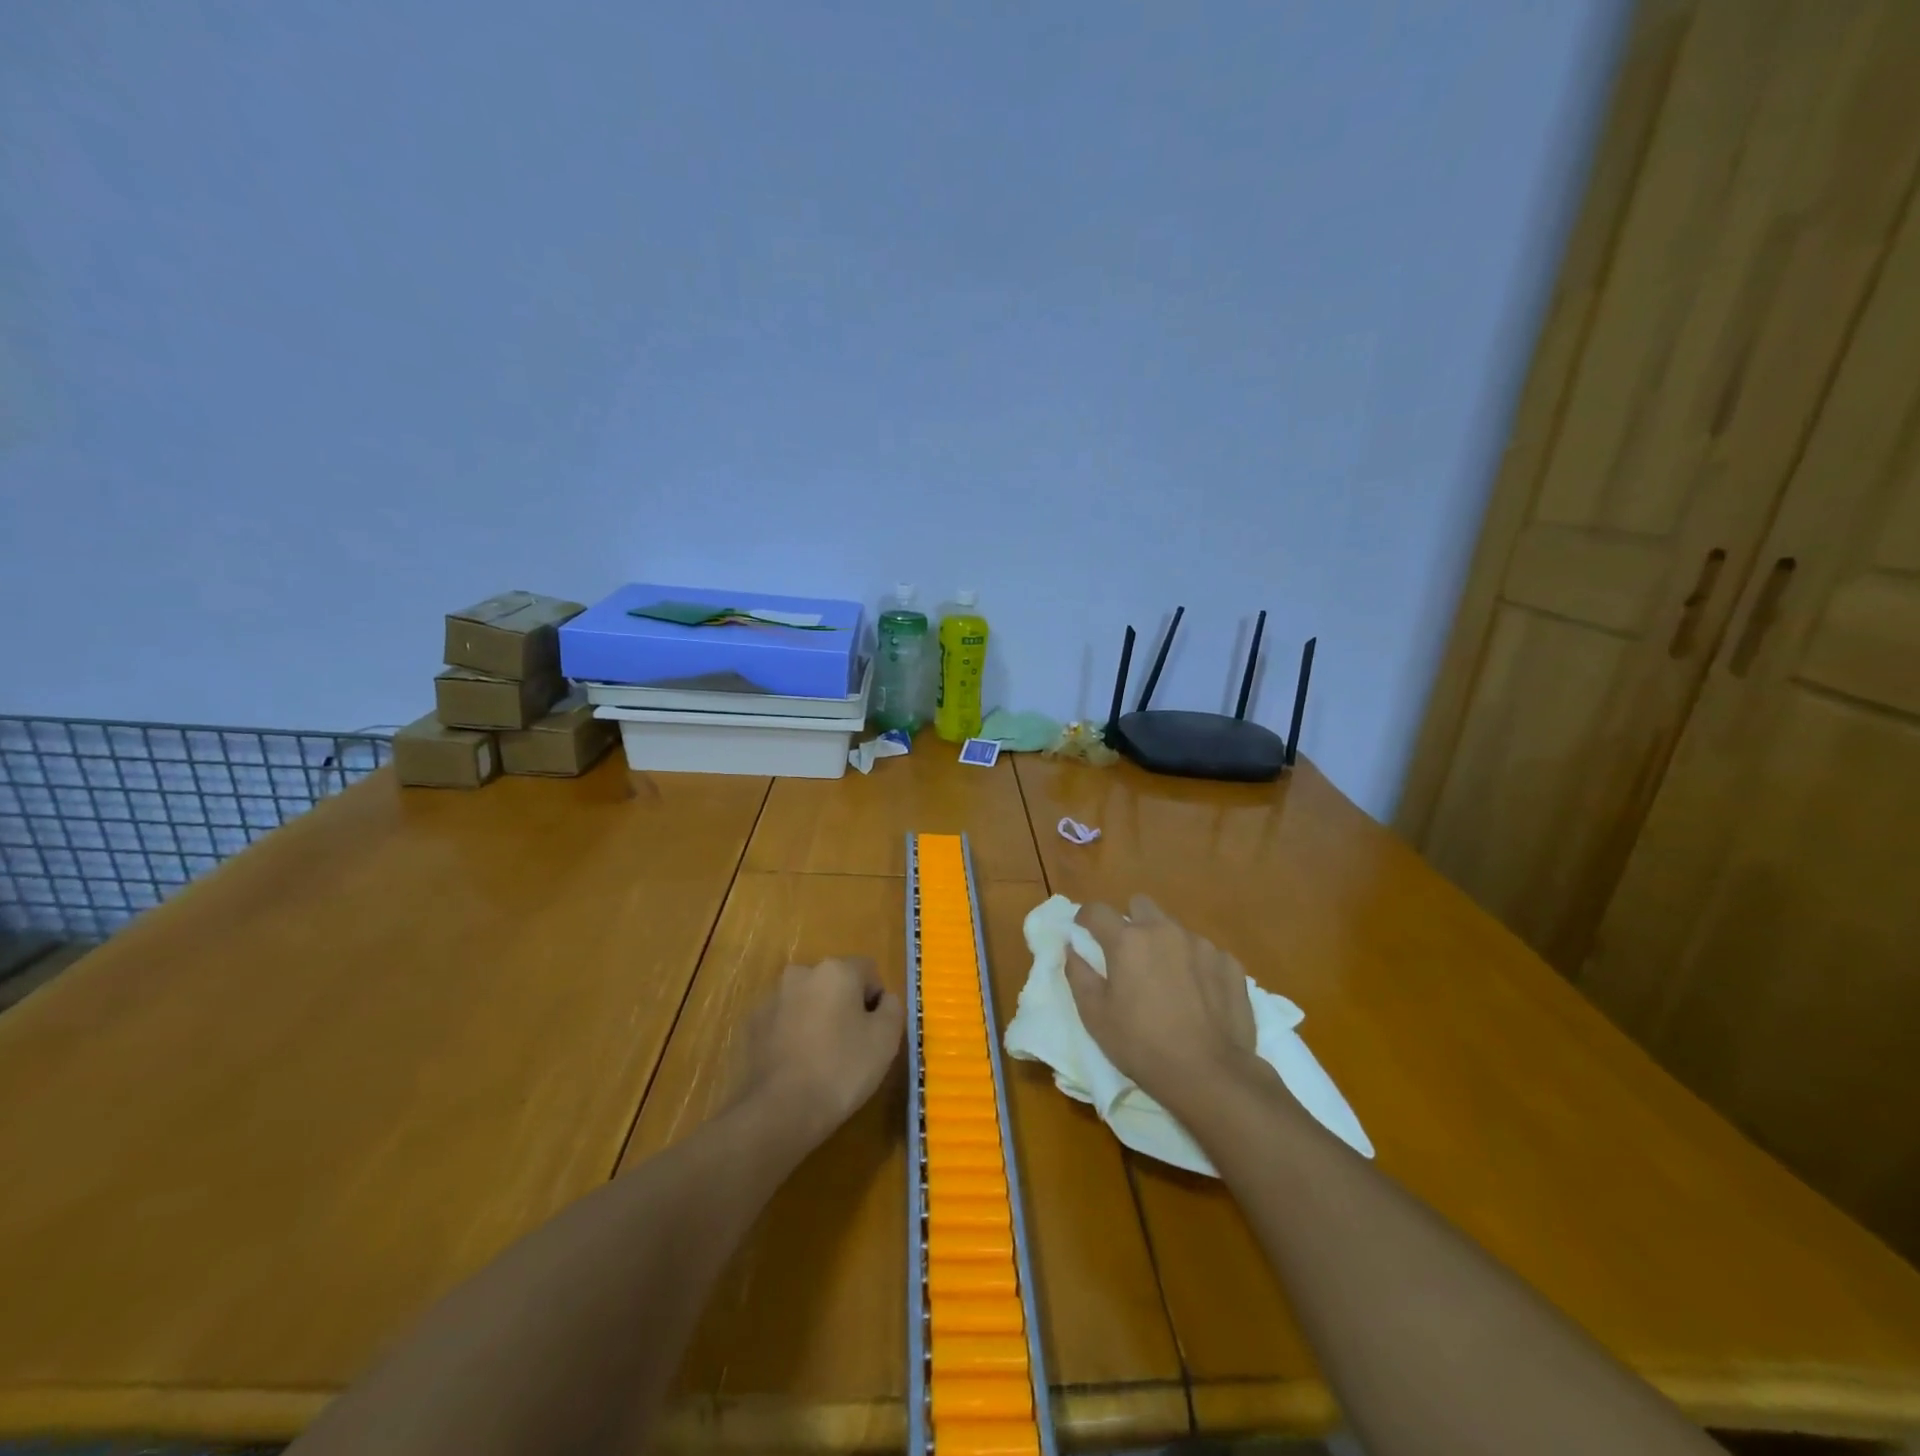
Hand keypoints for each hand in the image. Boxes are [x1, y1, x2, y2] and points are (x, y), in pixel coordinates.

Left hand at [735, 957, 904, 1146]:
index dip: (876, 1000)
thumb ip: (893, 1007)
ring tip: (821, 1058)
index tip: (874, 1032)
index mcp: (836, 970)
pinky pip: (783, 1020)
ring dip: (817, 1017)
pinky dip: (792, 1033)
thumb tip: (884, 999)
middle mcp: (801, 973)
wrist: (779, 1111)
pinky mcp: (751, 1024)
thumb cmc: (841, 1069)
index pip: (868, 971)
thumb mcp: (886, 1039)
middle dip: (844, 1005)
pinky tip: (796, 1065)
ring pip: (806, 1000)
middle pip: (834, 982)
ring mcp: (772, 998)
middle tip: (850, 1045)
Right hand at [1065, 895, 1258, 1113]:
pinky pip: (1205, 953)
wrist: (1210, 1074)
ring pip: (1175, 929)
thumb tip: (1072, 948)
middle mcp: (1164, 931)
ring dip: (1165, 944)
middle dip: (1131, 921)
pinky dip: (1196, 965)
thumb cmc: (1141, 1044)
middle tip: (1129, 954)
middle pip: (1141, 905)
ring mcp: (1201, 945)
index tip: (1084, 931)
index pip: (1097, 910)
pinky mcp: (1229, 964)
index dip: (1086, 917)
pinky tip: (1199, 995)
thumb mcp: (1095, 1015)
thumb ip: (1078, 974)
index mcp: (1127, 940)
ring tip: (1168, 980)